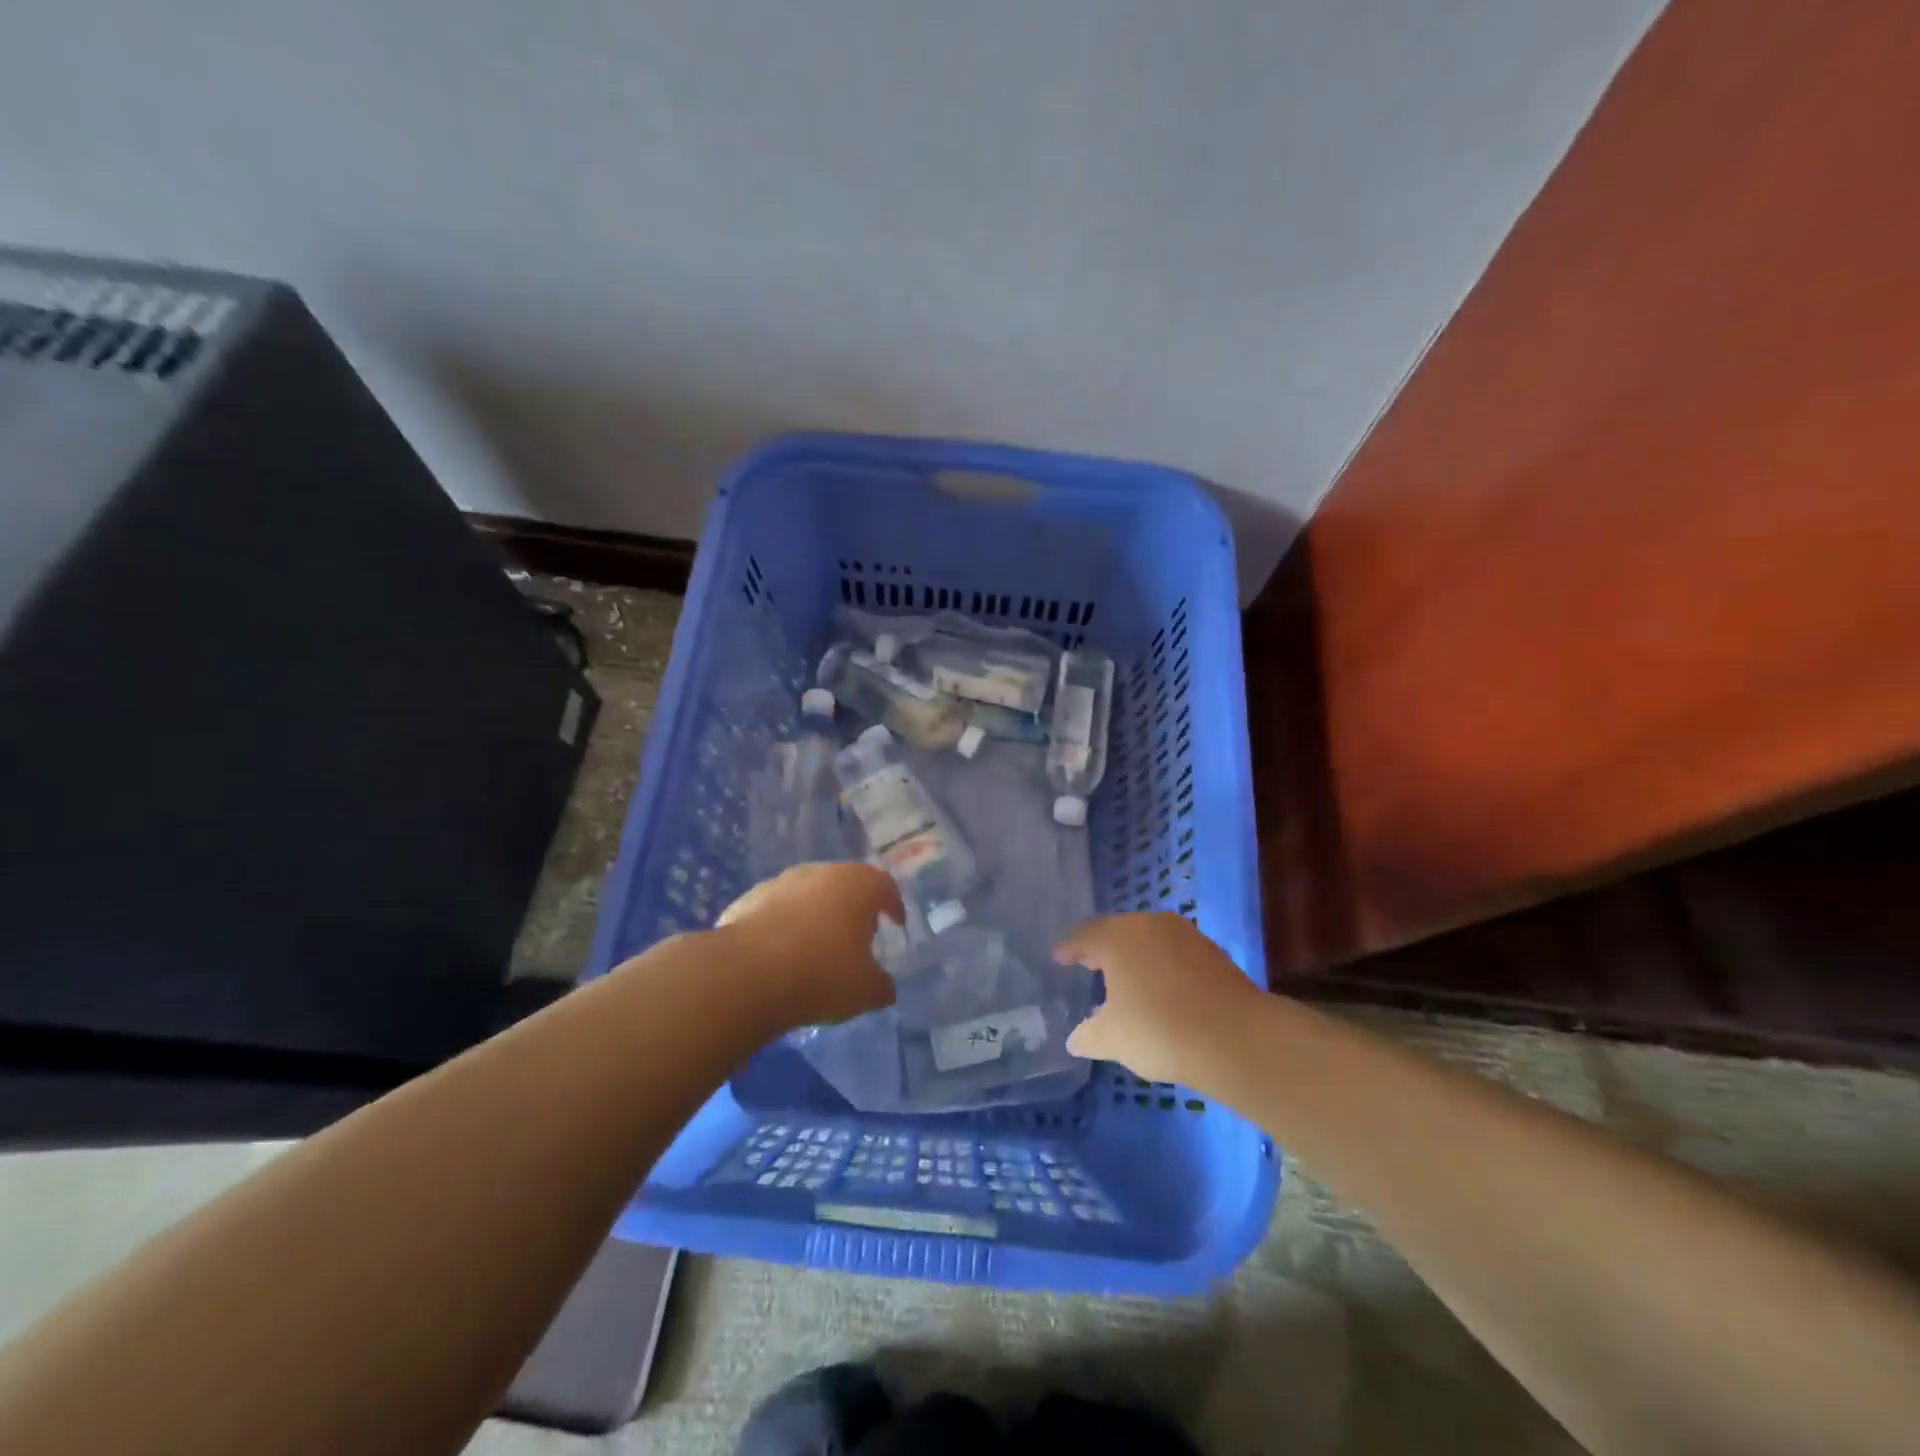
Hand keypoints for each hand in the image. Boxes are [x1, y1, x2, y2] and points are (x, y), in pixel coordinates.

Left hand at [717, 863, 903, 1028]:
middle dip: (852, 907)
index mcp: (858, 884)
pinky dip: (781, 926)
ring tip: (814, 946)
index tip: (895, 923)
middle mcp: (820, 873)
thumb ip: (882, 985)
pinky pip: (774, 911)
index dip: (893, 905)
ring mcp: (780, 882)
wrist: (747, 974)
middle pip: (845, 884)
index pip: (885, 886)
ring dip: (814, 914)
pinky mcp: (747, 900)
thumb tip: (883, 986)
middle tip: (856, 935)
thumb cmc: (822, 974)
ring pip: (806, 894)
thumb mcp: (866, 991)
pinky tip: (779, 955)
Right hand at [1056, 913, 1260, 1083]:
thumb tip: (1075, 1039)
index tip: (1060, 958)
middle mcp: (1149, 925)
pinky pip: (1174, 953)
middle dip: (1102, 949)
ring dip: (1135, 957)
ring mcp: (1184, 935)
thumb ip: (1089, 1035)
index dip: (1069, 948)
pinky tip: (1161, 990)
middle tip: (1089, 965)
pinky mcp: (1212, 952)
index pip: (1083, 936)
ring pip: (1149, 940)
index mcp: (1116, 936)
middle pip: (1117, 932)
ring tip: (1126, 980)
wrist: (1236, 1037)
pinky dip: (1162, 966)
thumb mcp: (1113, 1039)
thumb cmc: (1159, 1029)